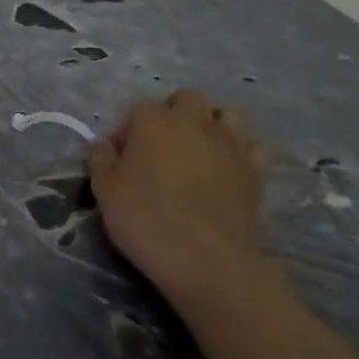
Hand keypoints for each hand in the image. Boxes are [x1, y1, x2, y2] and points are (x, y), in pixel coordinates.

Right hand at [87, 91, 273, 316]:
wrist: (205, 259)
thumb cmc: (146, 218)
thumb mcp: (104, 189)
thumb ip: (101, 159)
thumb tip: (104, 145)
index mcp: (154, 120)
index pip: (136, 110)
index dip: (125, 131)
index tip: (117, 157)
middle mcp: (195, 121)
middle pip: (186, 99)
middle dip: (172, 114)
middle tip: (159, 146)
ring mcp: (231, 144)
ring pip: (226, 115)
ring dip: (211, 125)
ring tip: (197, 151)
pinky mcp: (257, 170)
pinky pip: (253, 147)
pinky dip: (242, 151)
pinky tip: (228, 168)